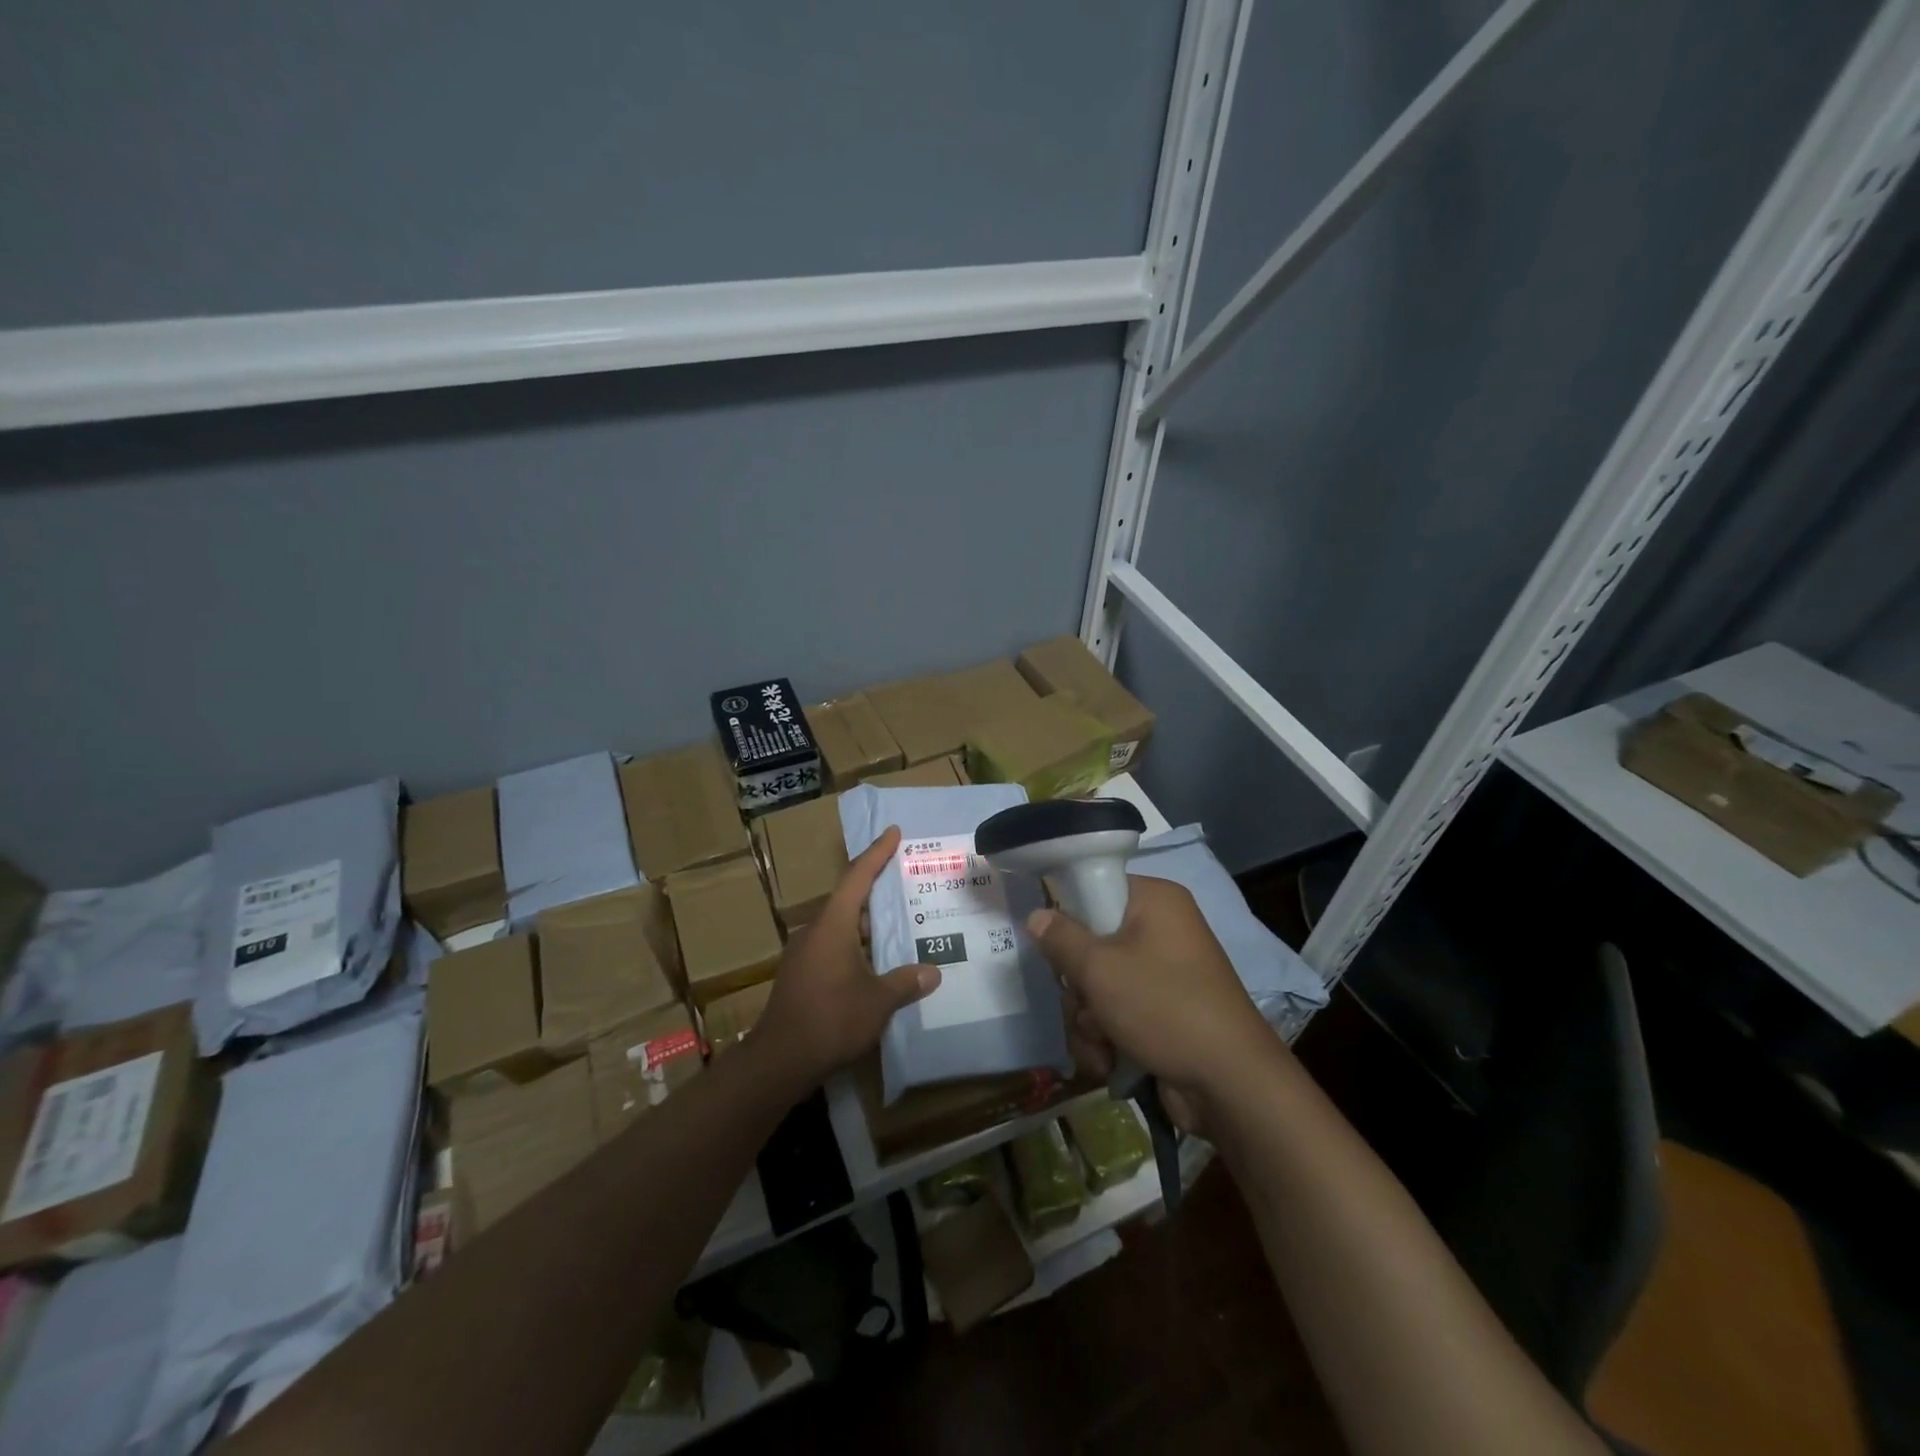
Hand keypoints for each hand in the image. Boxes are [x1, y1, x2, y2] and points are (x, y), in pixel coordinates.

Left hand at [755, 826, 939, 1085]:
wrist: (778, 1060)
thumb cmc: (830, 1020)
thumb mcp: (877, 1001)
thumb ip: (905, 982)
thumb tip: (933, 972)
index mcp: (832, 925)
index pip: (857, 877)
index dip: (877, 853)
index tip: (893, 832)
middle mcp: (815, 931)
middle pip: (849, 900)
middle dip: (877, 891)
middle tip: (907, 884)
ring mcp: (805, 954)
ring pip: (842, 927)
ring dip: (868, 924)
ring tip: (900, 925)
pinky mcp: (801, 975)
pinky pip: (834, 947)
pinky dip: (857, 946)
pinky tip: (876, 962)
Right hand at [1029, 875, 1275, 1133]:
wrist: (1231, 1084)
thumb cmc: (1163, 1007)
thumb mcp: (1100, 968)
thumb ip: (1061, 938)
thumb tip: (1037, 914)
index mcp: (1155, 901)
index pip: (1096, 887)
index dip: (1069, 916)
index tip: (1055, 946)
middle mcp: (1162, 930)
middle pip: (1092, 943)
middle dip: (1079, 988)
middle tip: (1084, 1005)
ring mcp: (1164, 974)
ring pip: (1099, 985)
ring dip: (1088, 1020)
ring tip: (1099, 1045)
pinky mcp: (1164, 1012)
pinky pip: (1117, 1012)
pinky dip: (1107, 1038)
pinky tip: (1108, 1061)